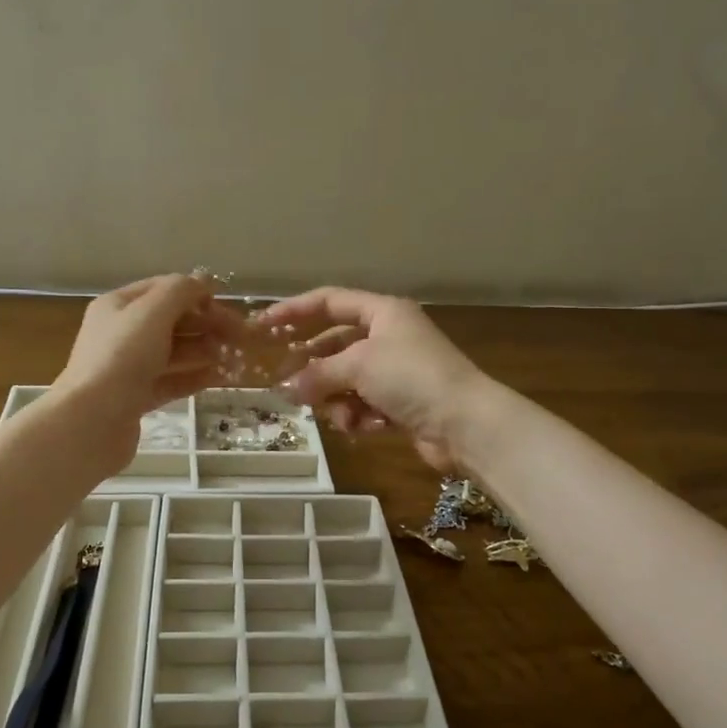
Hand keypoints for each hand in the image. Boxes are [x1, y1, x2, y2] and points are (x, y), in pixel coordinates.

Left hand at [53, 275, 241, 469]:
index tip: (229, 308)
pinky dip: (194, 377)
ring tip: (234, 356)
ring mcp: (127, 368)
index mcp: (118, 306)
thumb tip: (204, 281)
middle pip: (171, 321)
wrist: (91, 422)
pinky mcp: (135, 398)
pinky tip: (218, 377)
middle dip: (206, 324)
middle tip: (241, 336)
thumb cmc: (121, 358)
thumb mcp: (152, 313)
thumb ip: (181, 291)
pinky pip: (170, 381)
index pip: (163, 289)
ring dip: (204, 350)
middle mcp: (121, 333)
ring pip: (173, 352)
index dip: (197, 294)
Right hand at [256, 288, 490, 471]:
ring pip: (346, 380)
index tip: (262, 325)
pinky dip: (360, 416)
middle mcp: (388, 336)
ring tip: (342, 414)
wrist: (464, 423)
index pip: (329, 301)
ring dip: (338, 399)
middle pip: (335, 346)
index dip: (294, 310)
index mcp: (382, 312)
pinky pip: (363, 404)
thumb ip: (317, 373)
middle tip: (284, 384)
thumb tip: (286, 388)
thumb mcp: (358, 365)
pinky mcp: (401, 403)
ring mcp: (395, 371)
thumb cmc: (411, 377)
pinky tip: (366, 426)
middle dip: (314, 368)